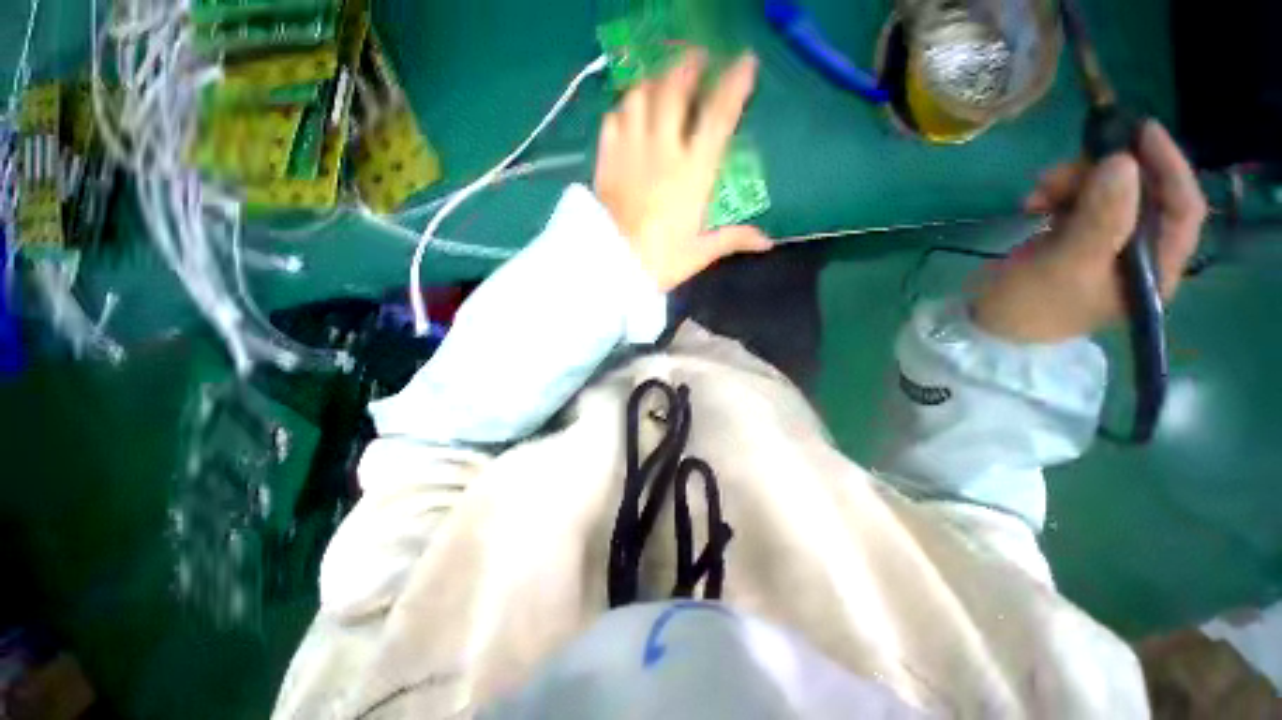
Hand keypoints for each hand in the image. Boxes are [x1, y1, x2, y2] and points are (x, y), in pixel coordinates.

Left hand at [594, 51, 771, 291]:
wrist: (612, 267)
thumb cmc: (659, 261)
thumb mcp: (699, 252)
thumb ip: (733, 239)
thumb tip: (767, 243)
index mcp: (693, 173)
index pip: (718, 117)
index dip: (735, 85)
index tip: (745, 62)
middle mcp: (663, 151)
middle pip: (674, 91)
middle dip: (687, 66)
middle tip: (696, 58)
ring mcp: (631, 152)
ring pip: (640, 97)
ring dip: (653, 83)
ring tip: (661, 82)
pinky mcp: (607, 160)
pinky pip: (613, 120)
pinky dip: (622, 110)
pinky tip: (628, 114)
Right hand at [972, 121, 1207, 342]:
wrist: (987, 324)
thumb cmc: (1031, 306)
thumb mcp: (1066, 265)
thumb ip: (1100, 218)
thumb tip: (1123, 161)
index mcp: (1154, 269)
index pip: (1183, 209)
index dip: (1169, 167)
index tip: (1141, 132)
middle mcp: (1139, 253)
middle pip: (1141, 194)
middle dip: (1104, 175)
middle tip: (1060, 172)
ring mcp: (1106, 244)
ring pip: (1107, 192)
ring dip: (1074, 182)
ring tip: (1038, 191)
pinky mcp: (1076, 238)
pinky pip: (1080, 200)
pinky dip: (1058, 194)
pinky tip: (1033, 202)